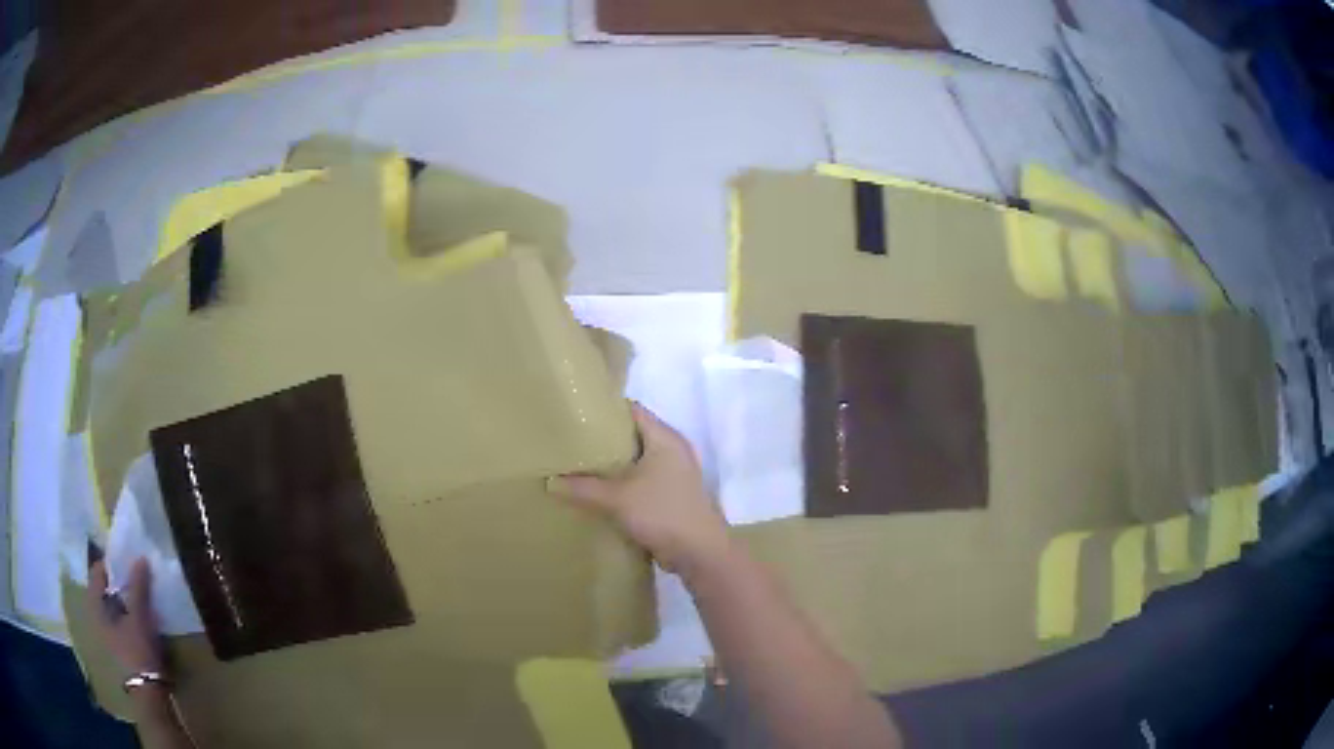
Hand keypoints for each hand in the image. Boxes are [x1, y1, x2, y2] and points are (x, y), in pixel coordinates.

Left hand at [88, 557, 164, 676]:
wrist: (147, 696)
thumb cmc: (137, 652)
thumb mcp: (139, 618)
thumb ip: (138, 588)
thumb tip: (140, 558)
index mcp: (94, 603)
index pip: (98, 571)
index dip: (113, 565)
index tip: (129, 565)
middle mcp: (94, 615)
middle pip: (105, 590)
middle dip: (120, 585)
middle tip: (137, 583)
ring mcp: (104, 634)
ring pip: (112, 608)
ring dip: (125, 603)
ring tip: (142, 605)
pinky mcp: (115, 648)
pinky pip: (118, 623)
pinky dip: (127, 619)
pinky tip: (141, 626)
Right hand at [552, 403, 731, 576]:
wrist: (698, 552)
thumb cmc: (662, 513)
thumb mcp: (617, 498)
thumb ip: (583, 488)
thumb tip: (550, 482)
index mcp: (664, 438)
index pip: (632, 410)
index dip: (605, 409)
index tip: (577, 413)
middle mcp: (672, 449)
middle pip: (633, 435)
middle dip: (604, 439)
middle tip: (571, 441)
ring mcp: (675, 473)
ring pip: (637, 461)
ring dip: (613, 465)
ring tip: (578, 465)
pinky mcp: (671, 495)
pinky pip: (642, 481)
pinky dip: (623, 483)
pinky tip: (599, 491)